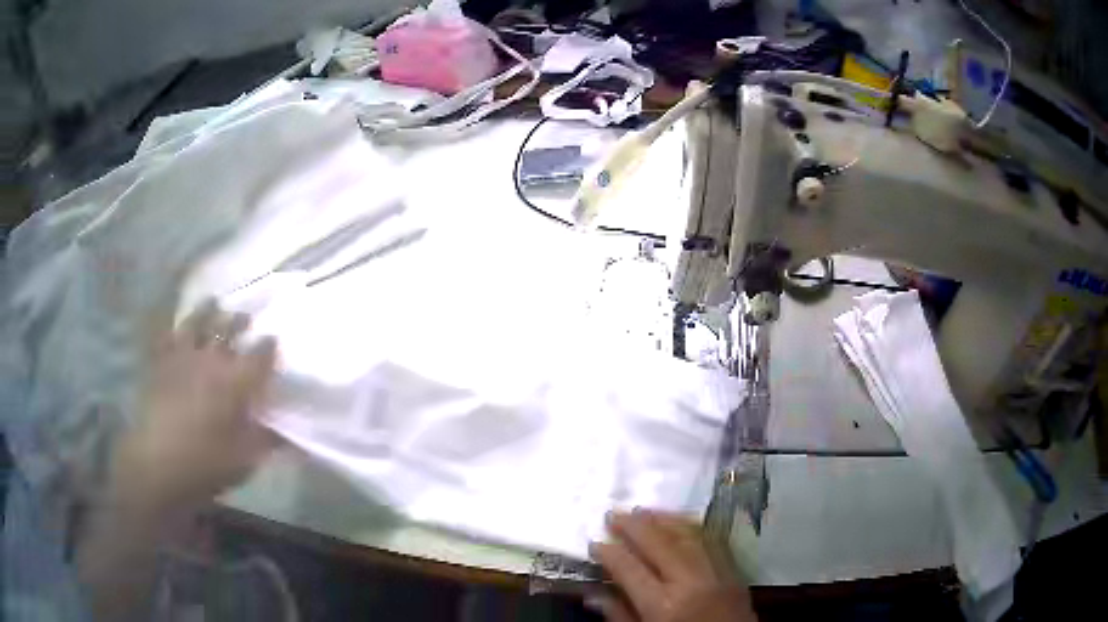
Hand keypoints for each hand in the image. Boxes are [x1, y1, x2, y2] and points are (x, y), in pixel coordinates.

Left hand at [110, 299, 278, 519]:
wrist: (158, 463)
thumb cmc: (206, 464)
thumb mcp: (245, 461)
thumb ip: (267, 440)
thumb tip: (288, 432)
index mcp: (235, 381)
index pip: (260, 355)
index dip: (269, 347)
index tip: (274, 341)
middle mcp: (210, 359)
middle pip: (228, 328)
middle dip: (240, 321)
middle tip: (247, 318)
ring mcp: (182, 357)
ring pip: (197, 322)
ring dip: (208, 311)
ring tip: (214, 303)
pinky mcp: (160, 363)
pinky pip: (167, 336)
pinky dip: (173, 328)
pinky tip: (176, 325)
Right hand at [588, 510, 755, 621]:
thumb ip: (619, 614)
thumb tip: (593, 591)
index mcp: (663, 605)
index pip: (630, 569)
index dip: (609, 553)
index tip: (595, 543)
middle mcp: (690, 582)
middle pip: (659, 543)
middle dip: (633, 526)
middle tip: (613, 514)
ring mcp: (717, 572)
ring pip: (687, 535)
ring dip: (663, 519)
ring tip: (642, 511)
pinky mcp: (734, 571)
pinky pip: (712, 540)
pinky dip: (691, 527)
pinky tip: (677, 522)